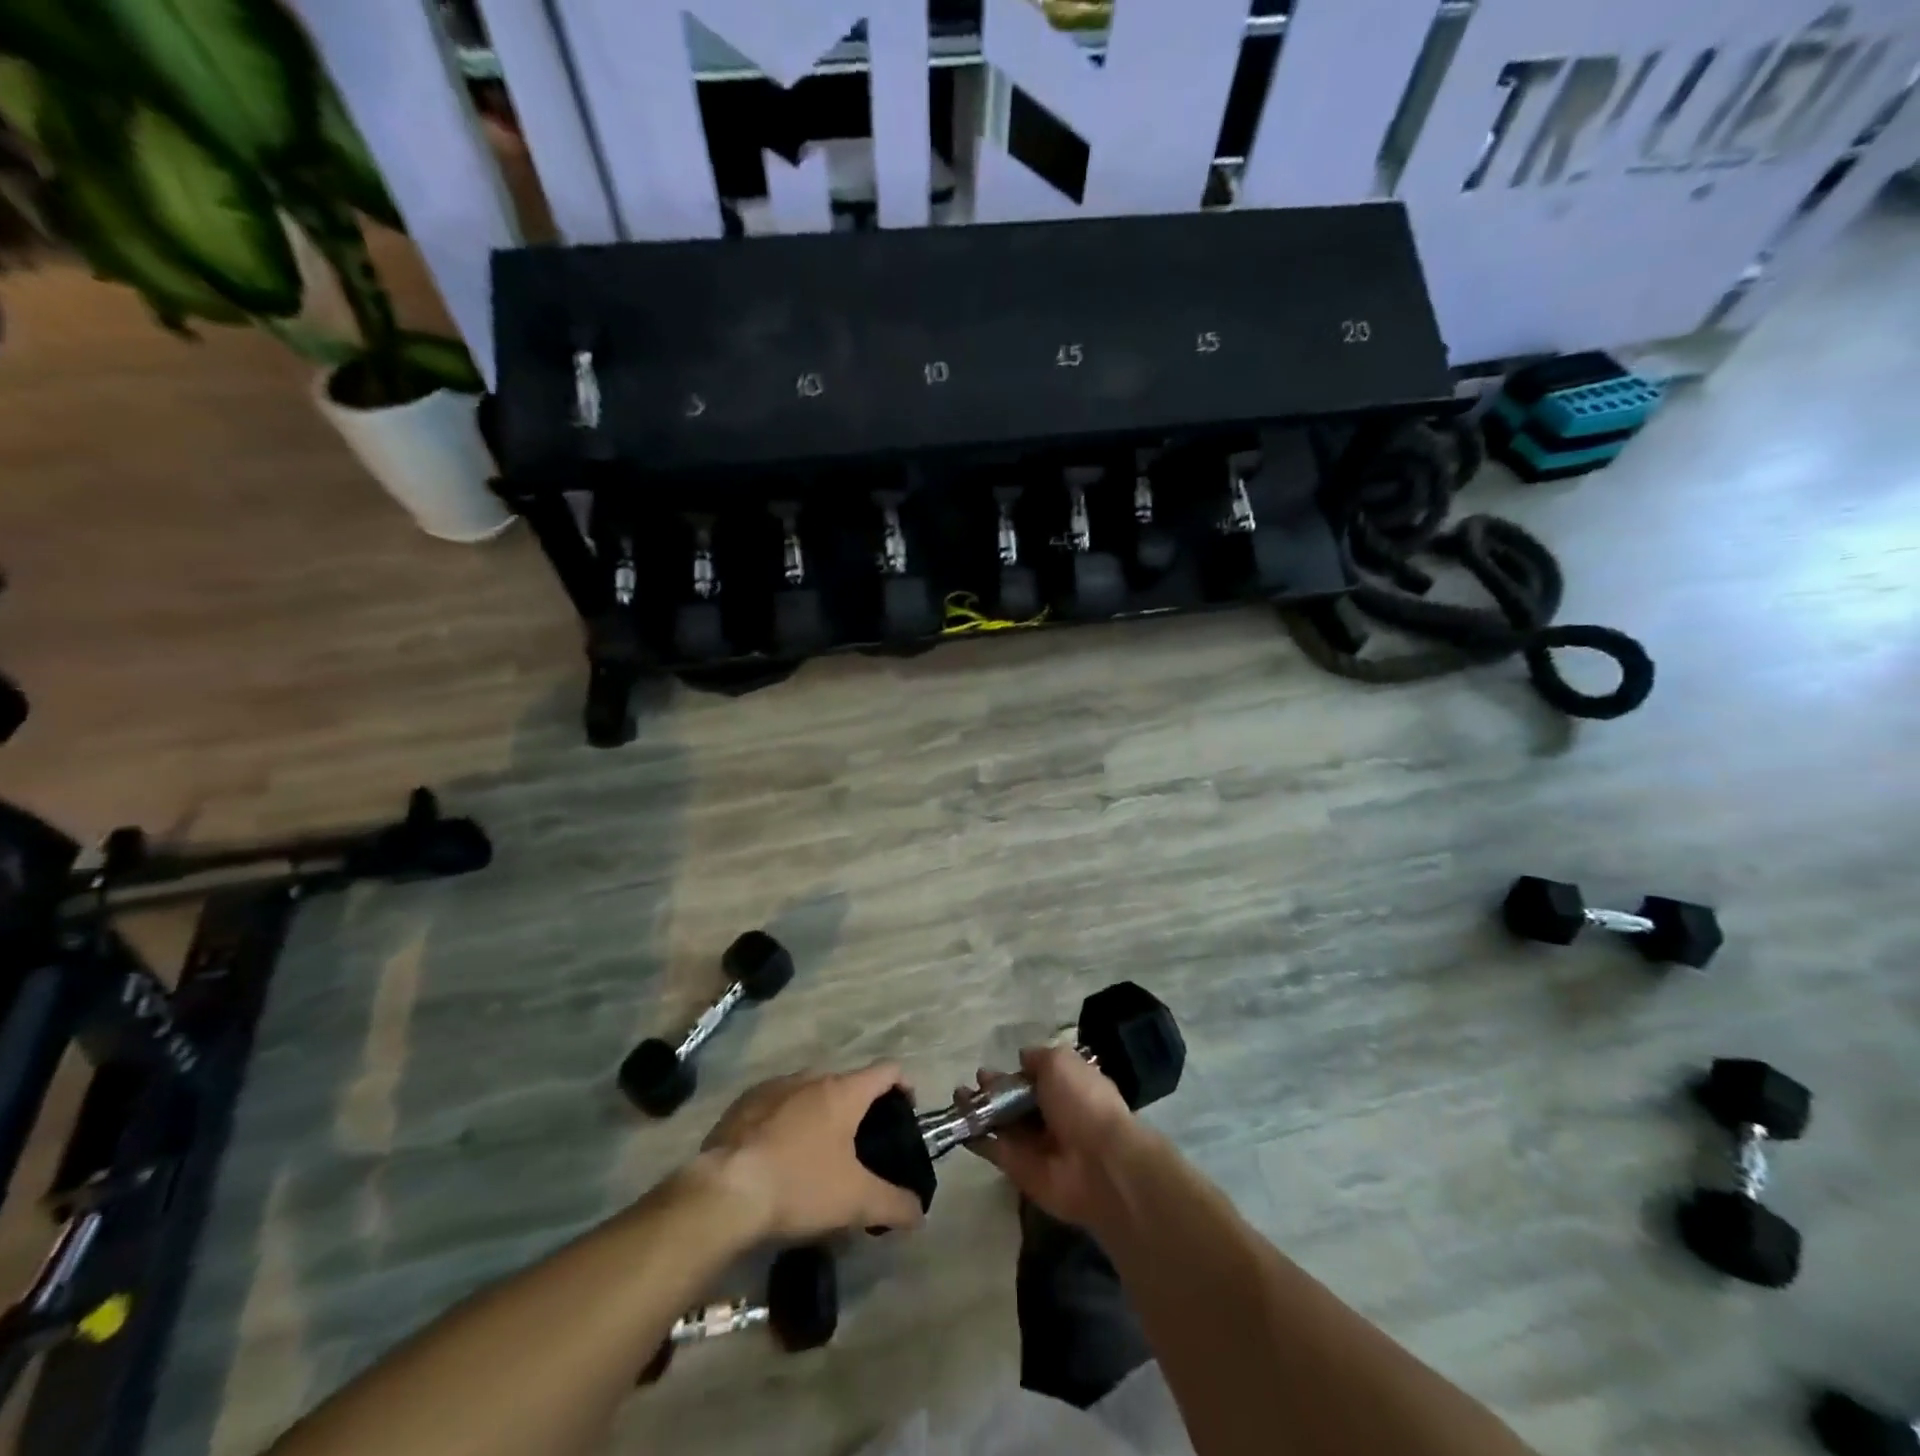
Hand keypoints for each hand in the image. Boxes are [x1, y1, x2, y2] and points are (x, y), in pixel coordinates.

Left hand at [701, 1064, 926, 1239]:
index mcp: (843, 1091)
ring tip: (817, 1155)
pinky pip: (776, 1106)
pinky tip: (778, 1158)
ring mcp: (774, 1087)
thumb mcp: (855, 1201)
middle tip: (860, 1148)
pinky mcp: (742, 1104)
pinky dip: (785, 1124)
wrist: (724, 1191)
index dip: (903, 1086)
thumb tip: (920, 1212)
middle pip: (846, 1084)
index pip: (887, 1070)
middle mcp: (811, 1077)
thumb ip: (894, 1204)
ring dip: (819, 1116)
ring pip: (809, 1094)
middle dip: (857, 1110)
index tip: (905, 1113)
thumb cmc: (799, 1185)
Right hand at [964, 1045, 1141, 1228]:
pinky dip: (976, 1139)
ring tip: (958, 1096)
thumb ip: (1038, 1058)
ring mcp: (1033, 1143)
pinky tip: (958, 1125)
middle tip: (974, 1080)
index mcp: (1067, 1087)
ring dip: (979, 1110)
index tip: (996, 1064)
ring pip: (1001, 1123)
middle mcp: (1050, 1114)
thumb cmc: (1082, 1102)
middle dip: (994, 1089)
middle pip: (1015, 1100)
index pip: (1036, 1077)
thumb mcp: (1061, 1062)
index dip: (1016, 1071)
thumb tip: (1022, 1058)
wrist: (1097, 1164)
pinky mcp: (1018, 1168)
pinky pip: (993, 1149)